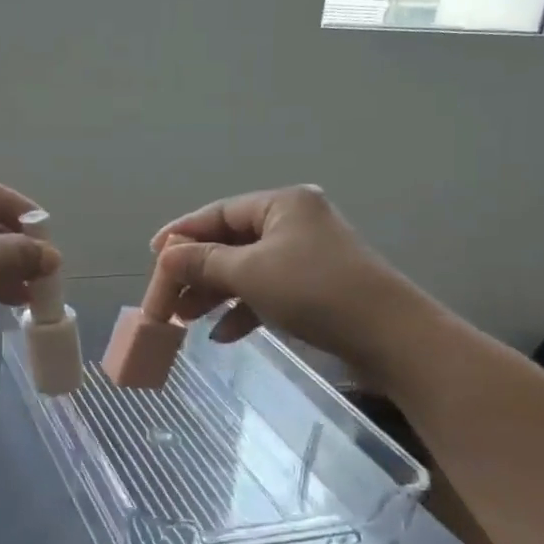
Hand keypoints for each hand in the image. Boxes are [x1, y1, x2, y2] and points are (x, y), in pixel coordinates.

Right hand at [146, 187, 433, 381]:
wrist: (391, 338)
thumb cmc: (314, 290)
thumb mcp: (249, 273)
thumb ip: (202, 262)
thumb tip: (165, 256)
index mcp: (281, 205)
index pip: (218, 213)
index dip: (182, 234)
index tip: (153, 255)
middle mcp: (294, 223)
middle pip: (229, 243)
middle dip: (196, 273)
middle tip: (166, 299)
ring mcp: (306, 257)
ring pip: (245, 270)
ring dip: (214, 294)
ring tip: (185, 321)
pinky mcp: (315, 289)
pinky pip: (266, 292)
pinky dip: (242, 310)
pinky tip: (222, 335)